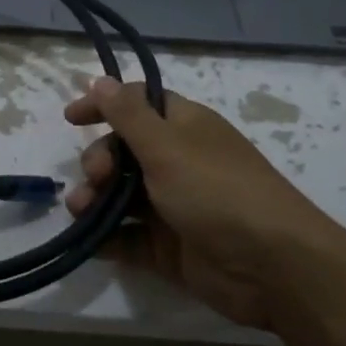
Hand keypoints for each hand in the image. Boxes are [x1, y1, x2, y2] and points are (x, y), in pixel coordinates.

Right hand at [65, 76, 339, 330]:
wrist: (273, 268)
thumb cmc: (217, 191)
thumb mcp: (167, 146)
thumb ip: (128, 114)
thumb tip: (100, 78)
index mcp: (184, 127)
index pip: (137, 104)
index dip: (104, 106)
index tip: (71, 119)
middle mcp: (178, 162)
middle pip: (123, 151)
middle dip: (99, 160)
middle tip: (95, 177)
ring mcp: (173, 206)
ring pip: (121, 195)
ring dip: (95, 199)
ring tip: (81, 212)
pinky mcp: (168, 247)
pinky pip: (128, 236)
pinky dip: (106, 237)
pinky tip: (90, 241)